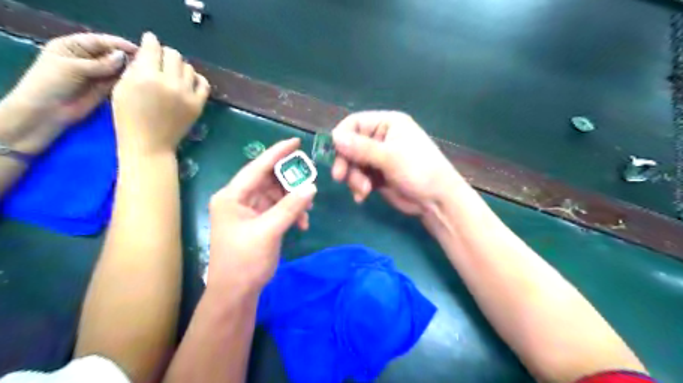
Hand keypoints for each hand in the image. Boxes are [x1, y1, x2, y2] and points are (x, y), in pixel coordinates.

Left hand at [3, 34, 135, 152]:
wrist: (47, 112)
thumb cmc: (51, 83)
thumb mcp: (73, 68)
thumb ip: (100, 63)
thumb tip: (124, 57)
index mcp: (73, 46)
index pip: (100, 41)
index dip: (118, 44)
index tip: (138, 50)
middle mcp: (87, 58)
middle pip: (111, 54)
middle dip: (127, 57)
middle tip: (147, 63)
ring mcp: (97, 74)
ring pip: (117, 68)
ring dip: (129, 70)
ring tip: (147, 74)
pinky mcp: (105, 89)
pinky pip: (119, 82)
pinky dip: (128, 81)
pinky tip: (139, 83)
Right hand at [110, 32, 210, 154]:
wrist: (150, 144)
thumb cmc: (129, 118)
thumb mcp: (122, 88)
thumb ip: (135, 68)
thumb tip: (146, 53)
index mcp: (147, 76)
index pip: (153, 48)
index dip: (151, 41)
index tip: (150, 41)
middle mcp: (170, 82)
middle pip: (174, 55)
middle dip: (165, 54)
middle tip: (160, 60)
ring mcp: (187, 94)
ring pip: (189, 67)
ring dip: (180, 67)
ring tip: (172, 73)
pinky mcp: (198, 105)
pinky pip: (204, 84)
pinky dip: (197, 79)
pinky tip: (189, 81)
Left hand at [209, 139, 317, 291]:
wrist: (236, 293)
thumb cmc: (245, 261)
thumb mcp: (269, 231)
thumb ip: (290, 207)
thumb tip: (312, 187)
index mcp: (232, 196)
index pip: (257, 168)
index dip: (277, 153)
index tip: (296, 142)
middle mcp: (238, 199)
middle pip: (268, 180)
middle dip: (290, 182)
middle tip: (311, 181)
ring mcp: (248, 211)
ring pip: (275, 195)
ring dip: (293, 200)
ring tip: (308, 210)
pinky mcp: (257, 222)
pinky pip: (277, 208)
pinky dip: (291, 212)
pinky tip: (302, 222)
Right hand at [330, 112, 457, 216]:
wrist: (437, 201)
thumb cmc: (419, 170)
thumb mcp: (390, 157)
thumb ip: (362, 148)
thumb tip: (334, 137)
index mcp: (387, 124)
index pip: (354, 123)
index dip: (341, 137)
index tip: (333, 154)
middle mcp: (381, 138)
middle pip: (350, 145)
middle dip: (347, 163)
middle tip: (341, 178)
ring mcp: (378, 158)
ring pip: (352, 164)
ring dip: (353, 178)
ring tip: (363, 190)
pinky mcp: (377, 175)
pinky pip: (359, 177)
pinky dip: (357, 187)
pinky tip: (362, 196)